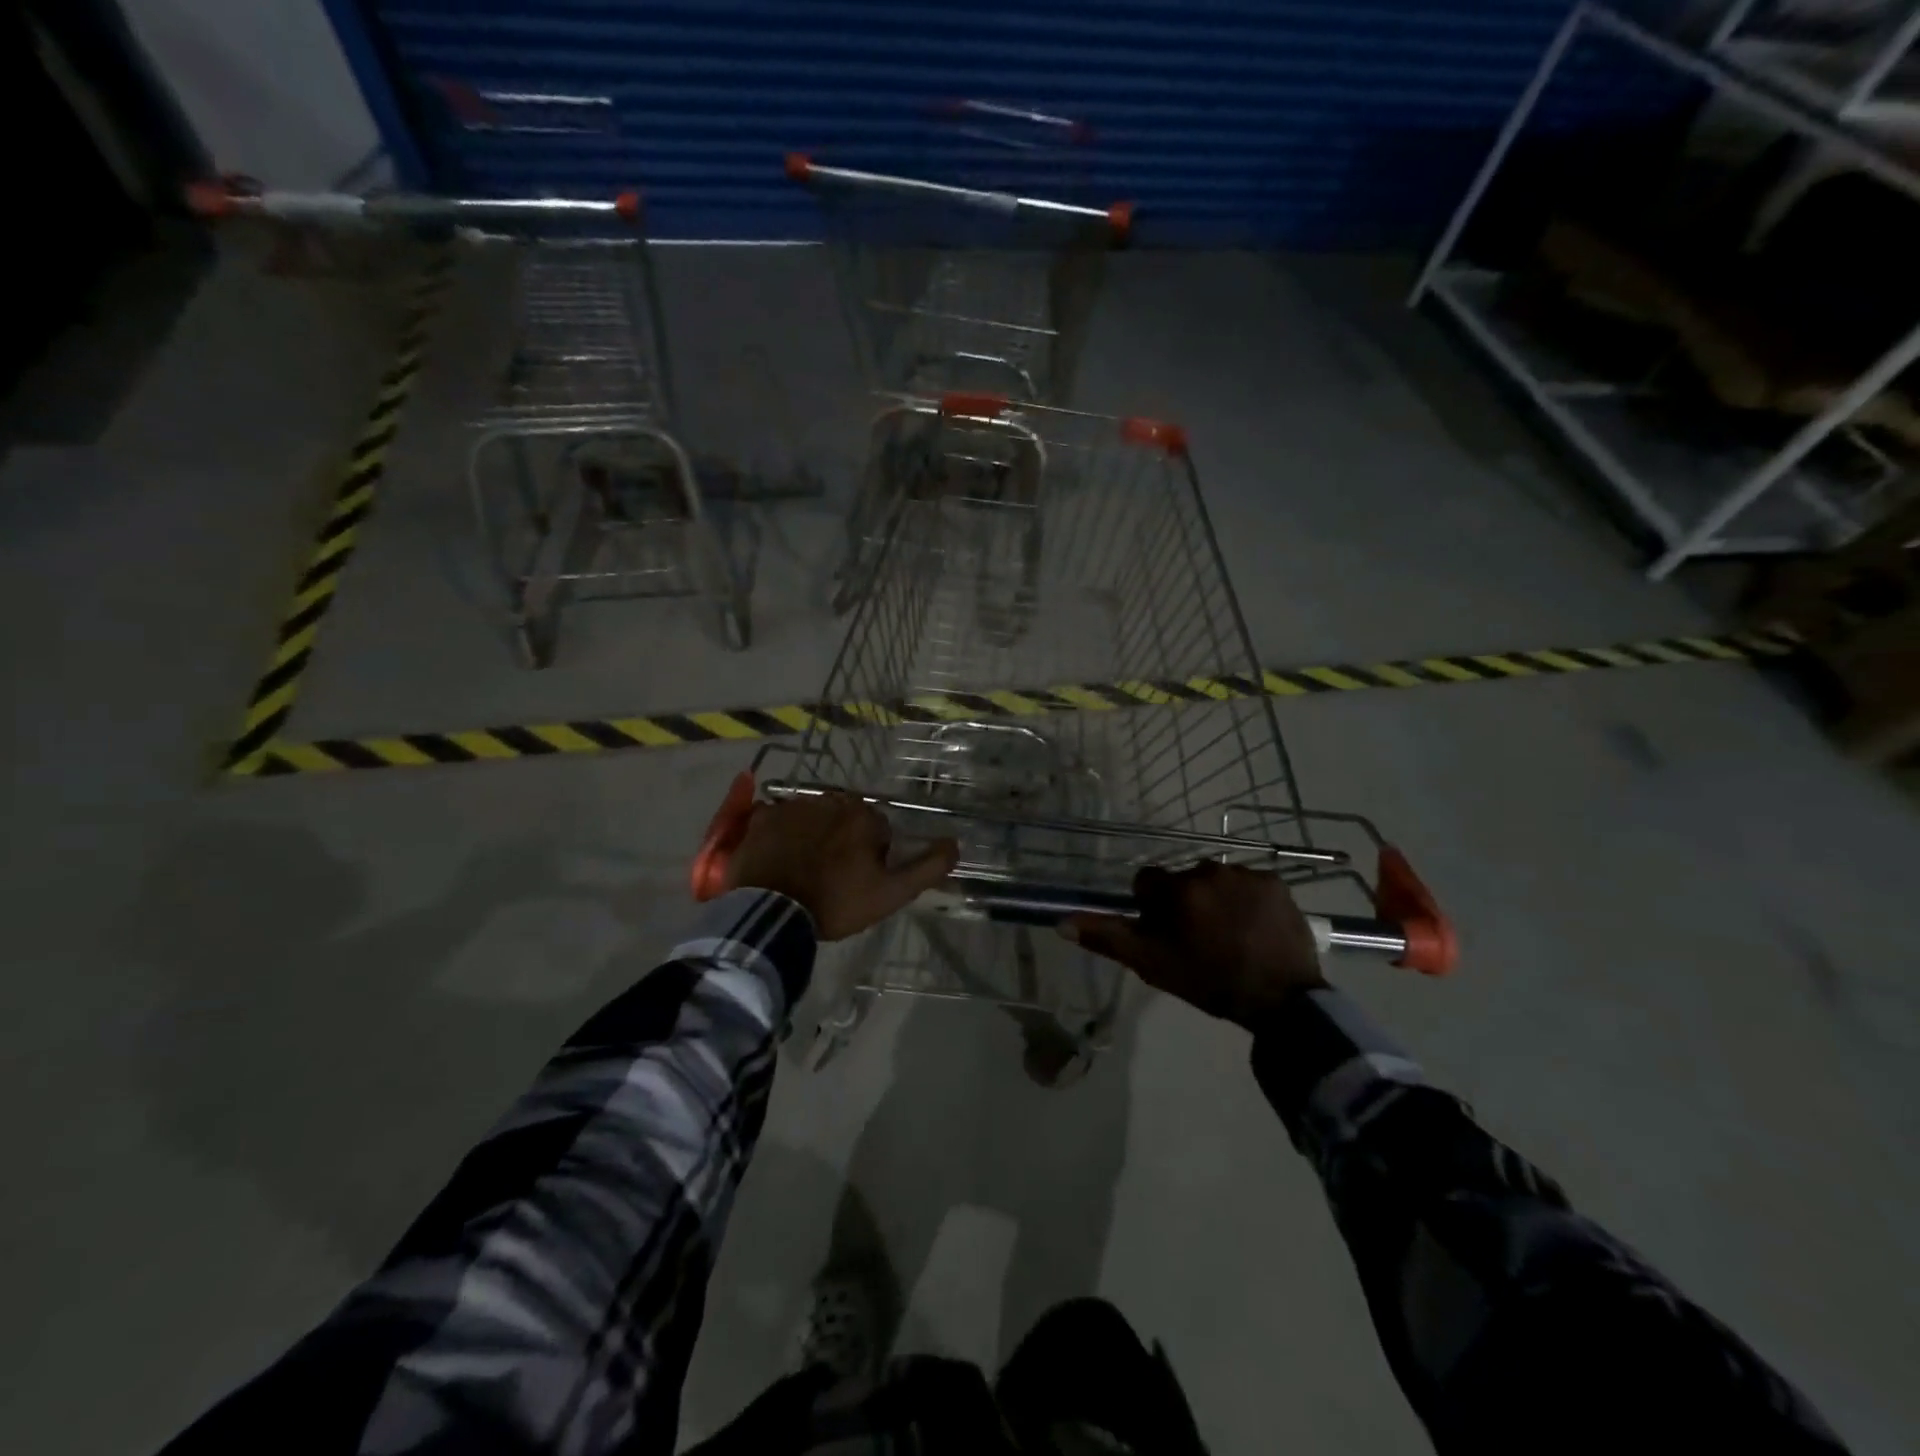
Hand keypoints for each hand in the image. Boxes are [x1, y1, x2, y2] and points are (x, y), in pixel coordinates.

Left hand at [725, 792, 958, 940]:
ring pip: (812, 816)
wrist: (772, 913)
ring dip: (812, 835)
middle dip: (842, 840)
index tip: (859, 881)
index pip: (877, 829)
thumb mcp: (892, 893)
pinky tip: (778, 857)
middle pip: (843, 818)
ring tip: (803, 869)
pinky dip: (780, 832)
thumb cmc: (836, 903)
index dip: (872, 856)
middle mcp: (829, 800)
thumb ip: (928, 867)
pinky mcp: (761, 817)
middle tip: (831, 876)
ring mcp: (792, 806)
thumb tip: (955, 844)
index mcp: (862, 816)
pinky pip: (777, 817)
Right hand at [1063, 862, 1324, 1028]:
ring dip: (1218, 900)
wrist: (1281, 1001)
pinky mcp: (1277, 883)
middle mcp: (1209, 870)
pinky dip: (1248, 901)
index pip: (1148, 882)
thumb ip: (1107, 938)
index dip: (1152, 908)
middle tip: (1200, 940)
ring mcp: (1247, 874)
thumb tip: (1062, 921)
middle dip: (1187, 903)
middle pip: (1185, 881)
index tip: (1166, 933)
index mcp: (1177, 889)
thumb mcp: (1150, 964)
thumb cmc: (1207, 982)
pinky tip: (1254, 930)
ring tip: (1231, 936)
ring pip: (1218, 881)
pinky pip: (1250, 885)